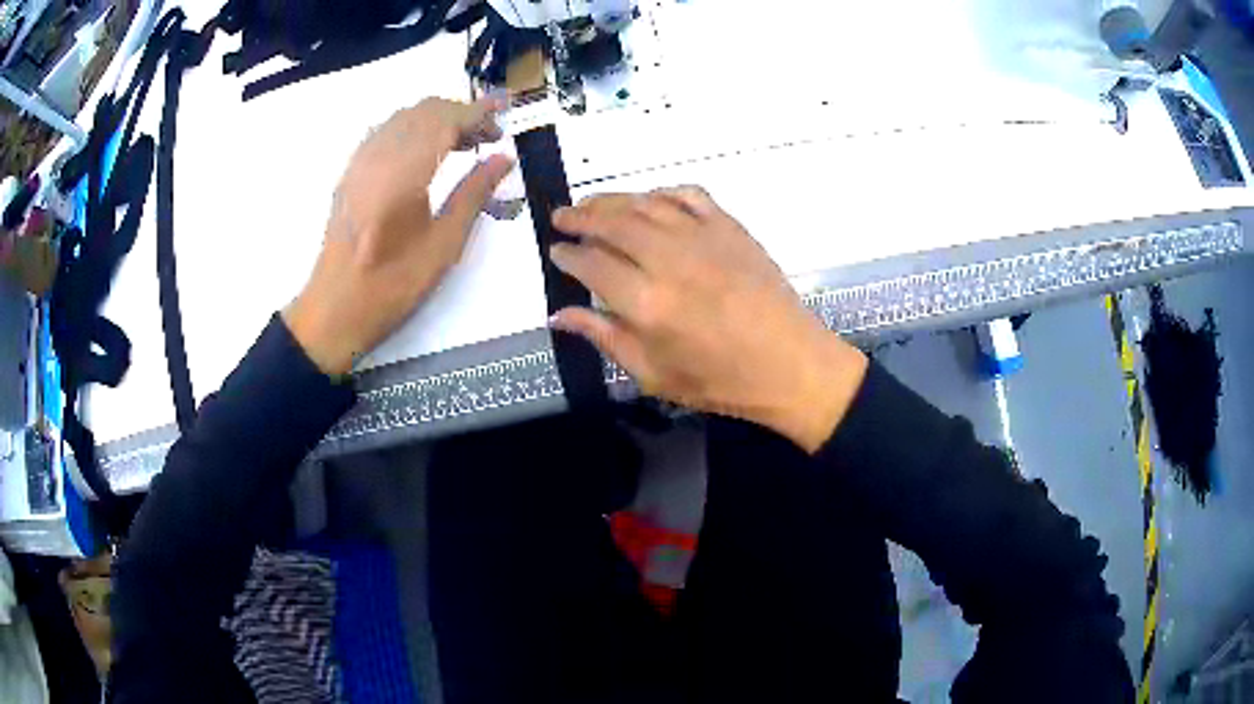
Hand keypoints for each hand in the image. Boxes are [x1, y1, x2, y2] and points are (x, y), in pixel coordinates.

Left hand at [284, 96, 514, 375]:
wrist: (334, 309)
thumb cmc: (392, 285)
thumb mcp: (443, 246)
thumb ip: (474, 194)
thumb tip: (503, 158)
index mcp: (403, 173)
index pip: (445, 120)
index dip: (478, 112)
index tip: (505, 113)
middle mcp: (378, 157)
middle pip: (424, 111)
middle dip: (460, 113)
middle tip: (489, 136)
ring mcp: (359, 162)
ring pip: (403, 117)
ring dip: (437, 118)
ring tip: (463, 143)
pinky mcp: (350, 173)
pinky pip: (385, 132)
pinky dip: (413, 129)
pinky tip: (426, 151)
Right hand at [550, 187, 867, 452]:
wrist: (791, 364)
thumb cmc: (720, 380)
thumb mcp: (654, 374)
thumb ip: (604, 337)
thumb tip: (559, 315)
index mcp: (646, 303)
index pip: (591, 264)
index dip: (567, 255)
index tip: (555, 251)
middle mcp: (669, 261)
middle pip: (612, 222)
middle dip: (580, 216)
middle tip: (562, 216)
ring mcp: (702, 237)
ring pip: (645, 203)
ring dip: (612, 200)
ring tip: (592, 205)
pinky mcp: (730, 227)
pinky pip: (687, 195)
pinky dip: (662, 193)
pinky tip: (650, 201)